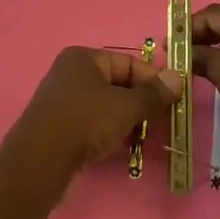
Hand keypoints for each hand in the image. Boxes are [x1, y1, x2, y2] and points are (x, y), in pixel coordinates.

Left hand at [3, 47, 183, 199]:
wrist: (41, 160)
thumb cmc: (85, 121)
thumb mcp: (125, 107)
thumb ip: (153, 94)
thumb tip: (178, 77)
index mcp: (84, 58)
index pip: (128, 63)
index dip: (152, 80)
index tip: (172, 101)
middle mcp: (71, 74)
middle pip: (117, 85)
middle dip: (140, 104)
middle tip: (162, 124)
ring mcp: (63, 101)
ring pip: (105, 107)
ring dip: (127, 121)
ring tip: (144, 140)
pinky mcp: (59, 127)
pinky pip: (92, 124)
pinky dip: (109, 133)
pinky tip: (121, 149)